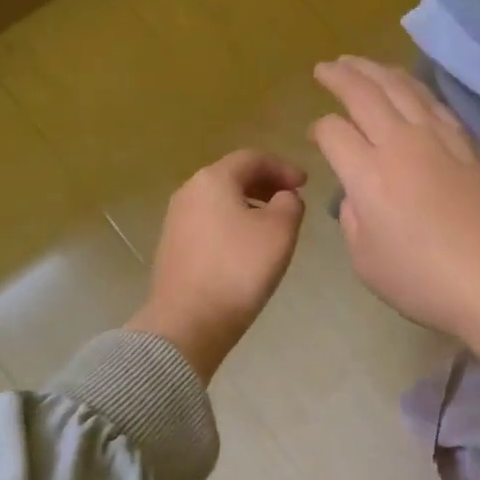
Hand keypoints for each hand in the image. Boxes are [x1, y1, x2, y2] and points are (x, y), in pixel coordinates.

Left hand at [126, 150, 306, 381]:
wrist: (188, 322)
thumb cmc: (239, 268)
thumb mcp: (280, 230)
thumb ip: (290, 203)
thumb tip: (284, 198)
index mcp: (213, 179)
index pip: (253, 158)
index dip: (283, 167)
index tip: (306, 183)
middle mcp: (189, 191)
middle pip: (233, 176)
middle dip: (266, 184)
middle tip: (291, 199)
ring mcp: (176, 220)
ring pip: (220, 200)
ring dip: (249, 204)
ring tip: (273, 224)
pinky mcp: (173, 246)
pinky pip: (209, 222)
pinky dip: (232, 223)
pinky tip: (247, 246)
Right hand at [311, 58, 479, 377]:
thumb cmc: (420, 280)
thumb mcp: (364, 259)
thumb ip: (351, 216)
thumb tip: (357, 190)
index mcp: (368, 175)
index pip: (333, 131)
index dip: (319, 129)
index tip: (316, 135)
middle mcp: (401, 144)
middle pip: (365, 94)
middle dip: (340, 76)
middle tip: (326, 67)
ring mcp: (439, 139)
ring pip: (403, 88)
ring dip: (376, 70)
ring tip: (360, 63)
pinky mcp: (468, 144)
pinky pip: (436, 104)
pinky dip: (414, 87)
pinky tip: (407, 86)